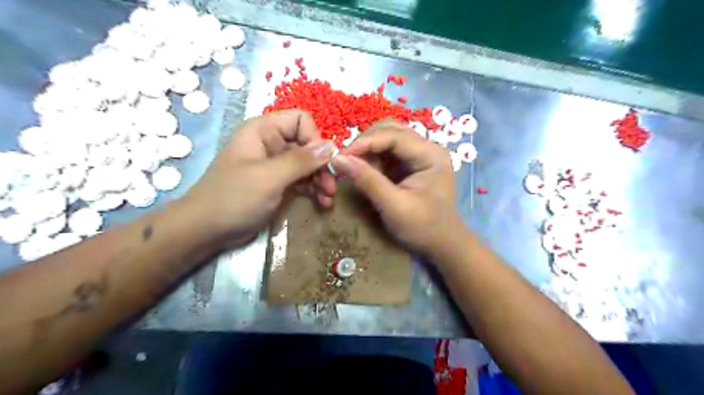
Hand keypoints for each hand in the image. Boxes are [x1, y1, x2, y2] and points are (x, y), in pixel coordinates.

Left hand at [181, 109, 334, 243]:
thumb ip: (301, 161)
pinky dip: (314, 190)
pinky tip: (322, 202)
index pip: (301, 121)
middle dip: (322, 165)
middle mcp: (272, 144)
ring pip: (309, 165)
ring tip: (328, 198)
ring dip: (321, 180)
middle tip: (332, 187)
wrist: (207, 231)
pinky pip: (303, 181)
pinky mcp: (279, 184)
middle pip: (308, 145)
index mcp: (263, 131)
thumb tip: (331, 146)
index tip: (324, 163)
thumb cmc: (233, 198)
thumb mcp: (269, 178)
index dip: (315, 139)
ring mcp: (276, 165)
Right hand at [331, 118, 462, 256]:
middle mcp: (428, 148)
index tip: (340, 156)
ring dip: (369, 150)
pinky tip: (367, 172)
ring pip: (388, 138)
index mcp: (430, 155)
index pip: (394, 135)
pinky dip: (374, 158)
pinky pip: (388, 151)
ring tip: (356, 168)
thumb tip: (337, 159)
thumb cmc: (423, 228)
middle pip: (391, 130)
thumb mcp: (393, 206)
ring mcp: (421, 154)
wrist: (442, 244)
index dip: (364, 142)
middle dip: (366, 143)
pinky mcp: (413, 163)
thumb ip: (367, 181)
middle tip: (346, 161)